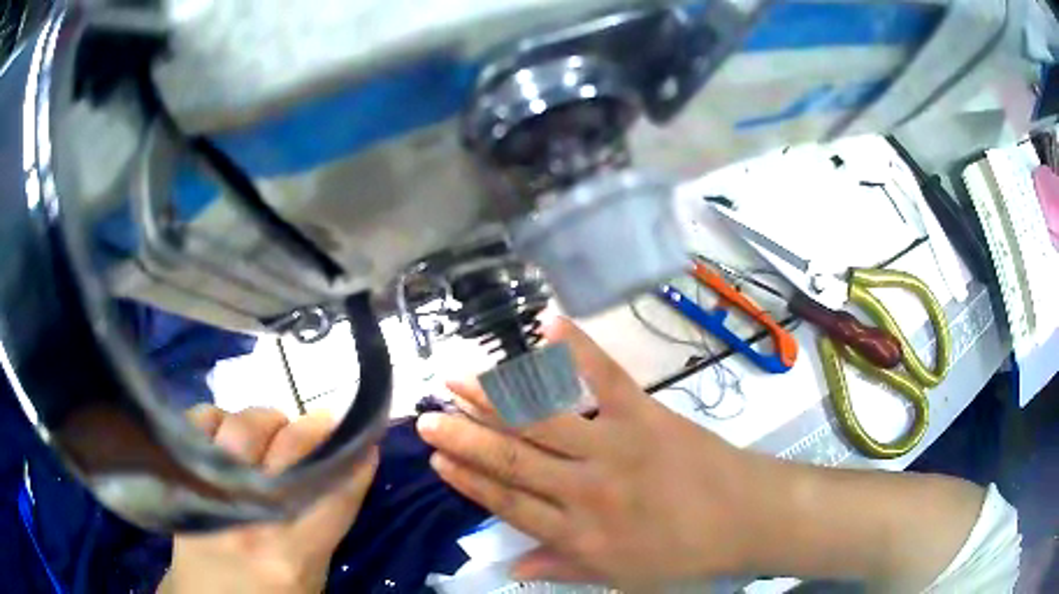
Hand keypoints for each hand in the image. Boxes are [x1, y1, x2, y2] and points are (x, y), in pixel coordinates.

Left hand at [159, 407, 377, 593]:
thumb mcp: (312, 577)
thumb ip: (325, 527)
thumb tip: (343, 471)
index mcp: (291, 553)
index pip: (336, 491)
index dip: (356, 457)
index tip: (366, 436)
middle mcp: (250, 516)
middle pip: (291, 447)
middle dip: (316, 428)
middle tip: (322, 425)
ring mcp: (208, 491)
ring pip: (244, 425)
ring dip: (268, 420)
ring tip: (273, 430)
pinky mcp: (180, 474)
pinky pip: (200, 422)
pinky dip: (219, 417)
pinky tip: (229, 433)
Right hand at [418, 318, 987, 591]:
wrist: (748, 518)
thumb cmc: (685, 554)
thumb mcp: (622, 579)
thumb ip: (563, 569)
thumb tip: (510, 565)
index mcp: (581, 533)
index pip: (509, 503)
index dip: (469, 481)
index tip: (436, 459)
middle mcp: (588, 489)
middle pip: (513, 460)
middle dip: (464, 437)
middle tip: (424, 415)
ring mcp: (616, 446)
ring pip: (543, 420)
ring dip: (497, 397)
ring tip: (459, 378)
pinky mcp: (646, 415)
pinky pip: (607, 378)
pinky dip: (579, 350)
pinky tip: (551, 325)